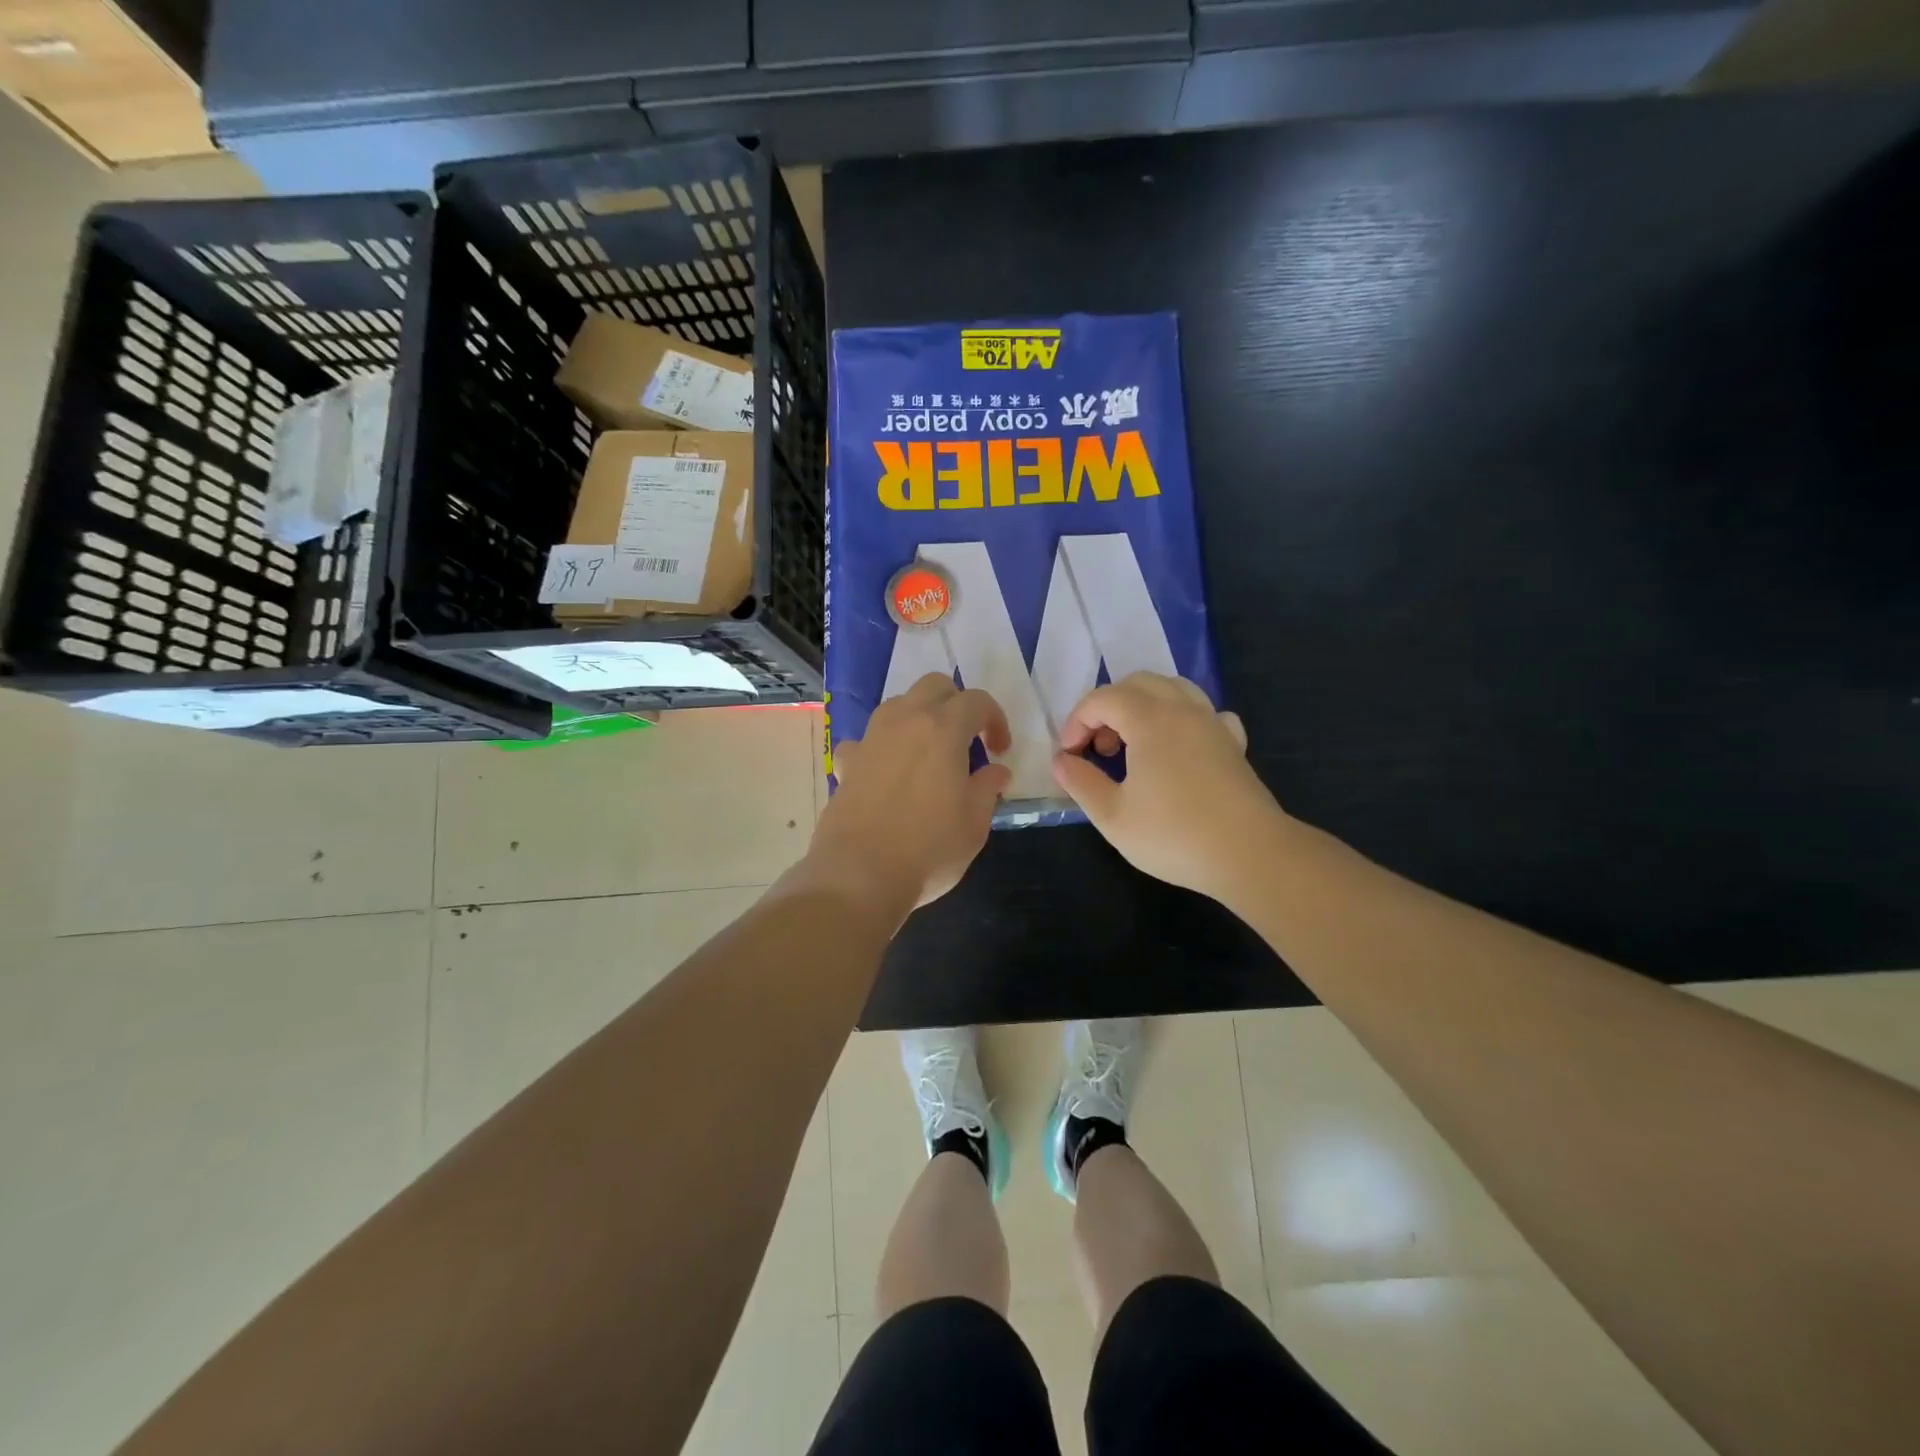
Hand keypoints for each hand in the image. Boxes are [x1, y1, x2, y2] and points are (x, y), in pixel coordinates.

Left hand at [812, 675, 1013, 915]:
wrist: (859, 875)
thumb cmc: (928, 849)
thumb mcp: (974, 824)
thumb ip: (988, 788)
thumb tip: (996, 771)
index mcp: (942, 730)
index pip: (977, 701)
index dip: (995, 720)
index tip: (1000, 750)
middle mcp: (904, 721)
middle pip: (933, 686)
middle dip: (956, 703)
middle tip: (967, 739)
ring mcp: (870, 739)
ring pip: (898, 705)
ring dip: (919, 718)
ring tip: (929, 753)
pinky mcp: (846, 762)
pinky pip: (867, 740)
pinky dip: (882, 749)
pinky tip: (887, 774)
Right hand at [1050, 672, 1285, 901]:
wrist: (1250, 854)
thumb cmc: (1173, 835)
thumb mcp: (1112, 815)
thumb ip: (1080, 782)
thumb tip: (1061, 760)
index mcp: (1149, 719)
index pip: (1102, 698)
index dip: (1077, 721)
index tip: (1070, 755)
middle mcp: (1182, 709)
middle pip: (1137, 683)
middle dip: (1108, 708)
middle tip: (1098, 748)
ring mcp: (1212, 723)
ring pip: (1173, 689)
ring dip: (1143, 706)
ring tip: (1133, 744)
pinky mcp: (1233, 743)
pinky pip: (1204, 712)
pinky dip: (1182, 719)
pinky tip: (1178, 747)